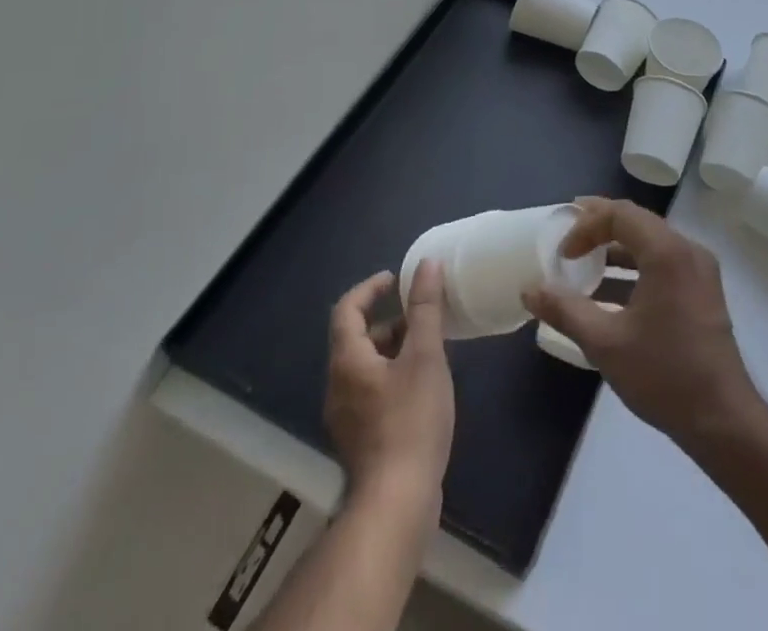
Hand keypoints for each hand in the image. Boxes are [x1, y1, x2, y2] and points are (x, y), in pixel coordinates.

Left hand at [324, 263, 455, 512]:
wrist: (397, 503)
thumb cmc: (410, 421)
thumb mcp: (425, 356)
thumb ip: (426, 309)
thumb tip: (427, 264)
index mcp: (347, 361)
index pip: (347, 309)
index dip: (370, 288)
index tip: (397, 279)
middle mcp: (338, 386)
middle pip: (356, 339)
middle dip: (388, 321)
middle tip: (421, 314)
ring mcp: (345, 417)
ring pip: (365, 367)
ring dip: (392, 349)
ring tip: (429, 348)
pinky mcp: (360, 441)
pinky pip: (371, 392)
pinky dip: (392, 376)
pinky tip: (422, 387)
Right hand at [523, 198, 761, 451]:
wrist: (723, 420)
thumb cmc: (663, 374)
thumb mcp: (605, 343)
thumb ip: (565, 310)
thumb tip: (529, 289)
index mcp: (667, 252)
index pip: (620, 214)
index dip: (586, 226)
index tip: (563, 254)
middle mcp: (687, 250)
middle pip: (638, 221)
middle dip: (600, 225)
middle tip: (568, 233)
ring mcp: (700, 270)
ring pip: (651, 242)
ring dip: (617, 248)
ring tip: (585, 261)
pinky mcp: (703, 291)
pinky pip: (664, 262)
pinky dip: (636, 267)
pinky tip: (611, 293)